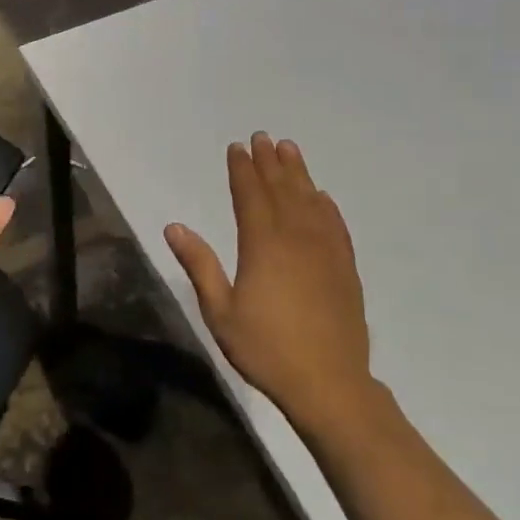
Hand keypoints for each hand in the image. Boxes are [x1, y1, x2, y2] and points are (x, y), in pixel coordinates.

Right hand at [165, 132, 372, 430]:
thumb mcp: (220, 312)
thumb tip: (174, 227)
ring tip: (289, 149)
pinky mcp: (345, 266)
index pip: (250, 195)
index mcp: (262, 244)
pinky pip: (335, 224)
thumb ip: (199, 265)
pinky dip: (326, 205)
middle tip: (262, 137)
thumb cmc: (266, 349)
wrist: (329, 382)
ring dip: (298, 172)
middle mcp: (296, 236)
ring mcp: (325, 249)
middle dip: (269, 161)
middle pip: (281, 189)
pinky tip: (321, 196)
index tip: (237, 147)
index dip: (242, 169)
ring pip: (310, 199)